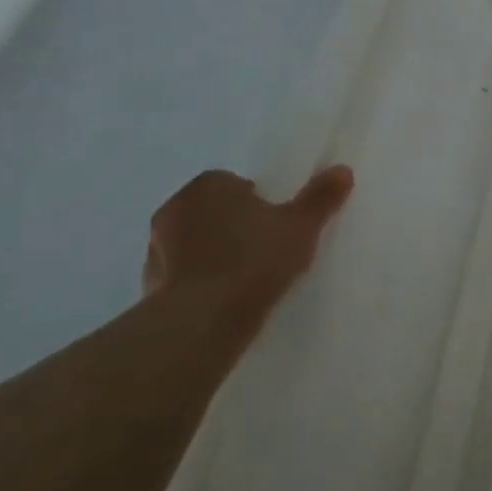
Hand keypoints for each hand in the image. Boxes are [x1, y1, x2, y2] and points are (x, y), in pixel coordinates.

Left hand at [143, 166, 354, 319]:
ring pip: (194, 244)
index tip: (276, 227)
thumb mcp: (300, 227)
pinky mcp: (148, 284)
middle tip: (264, 251)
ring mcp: (156, 247)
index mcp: (209, 185)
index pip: (237, 184)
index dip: (259, 204)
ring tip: (244, 281)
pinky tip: (221, 303)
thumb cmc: (253, 261)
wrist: (201, 320)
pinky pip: (181, 276)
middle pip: (213, 211)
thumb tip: (343, 170)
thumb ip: (320, 198)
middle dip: (233, 226)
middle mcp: (176, 207)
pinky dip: (197, 284)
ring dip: (212, 255)